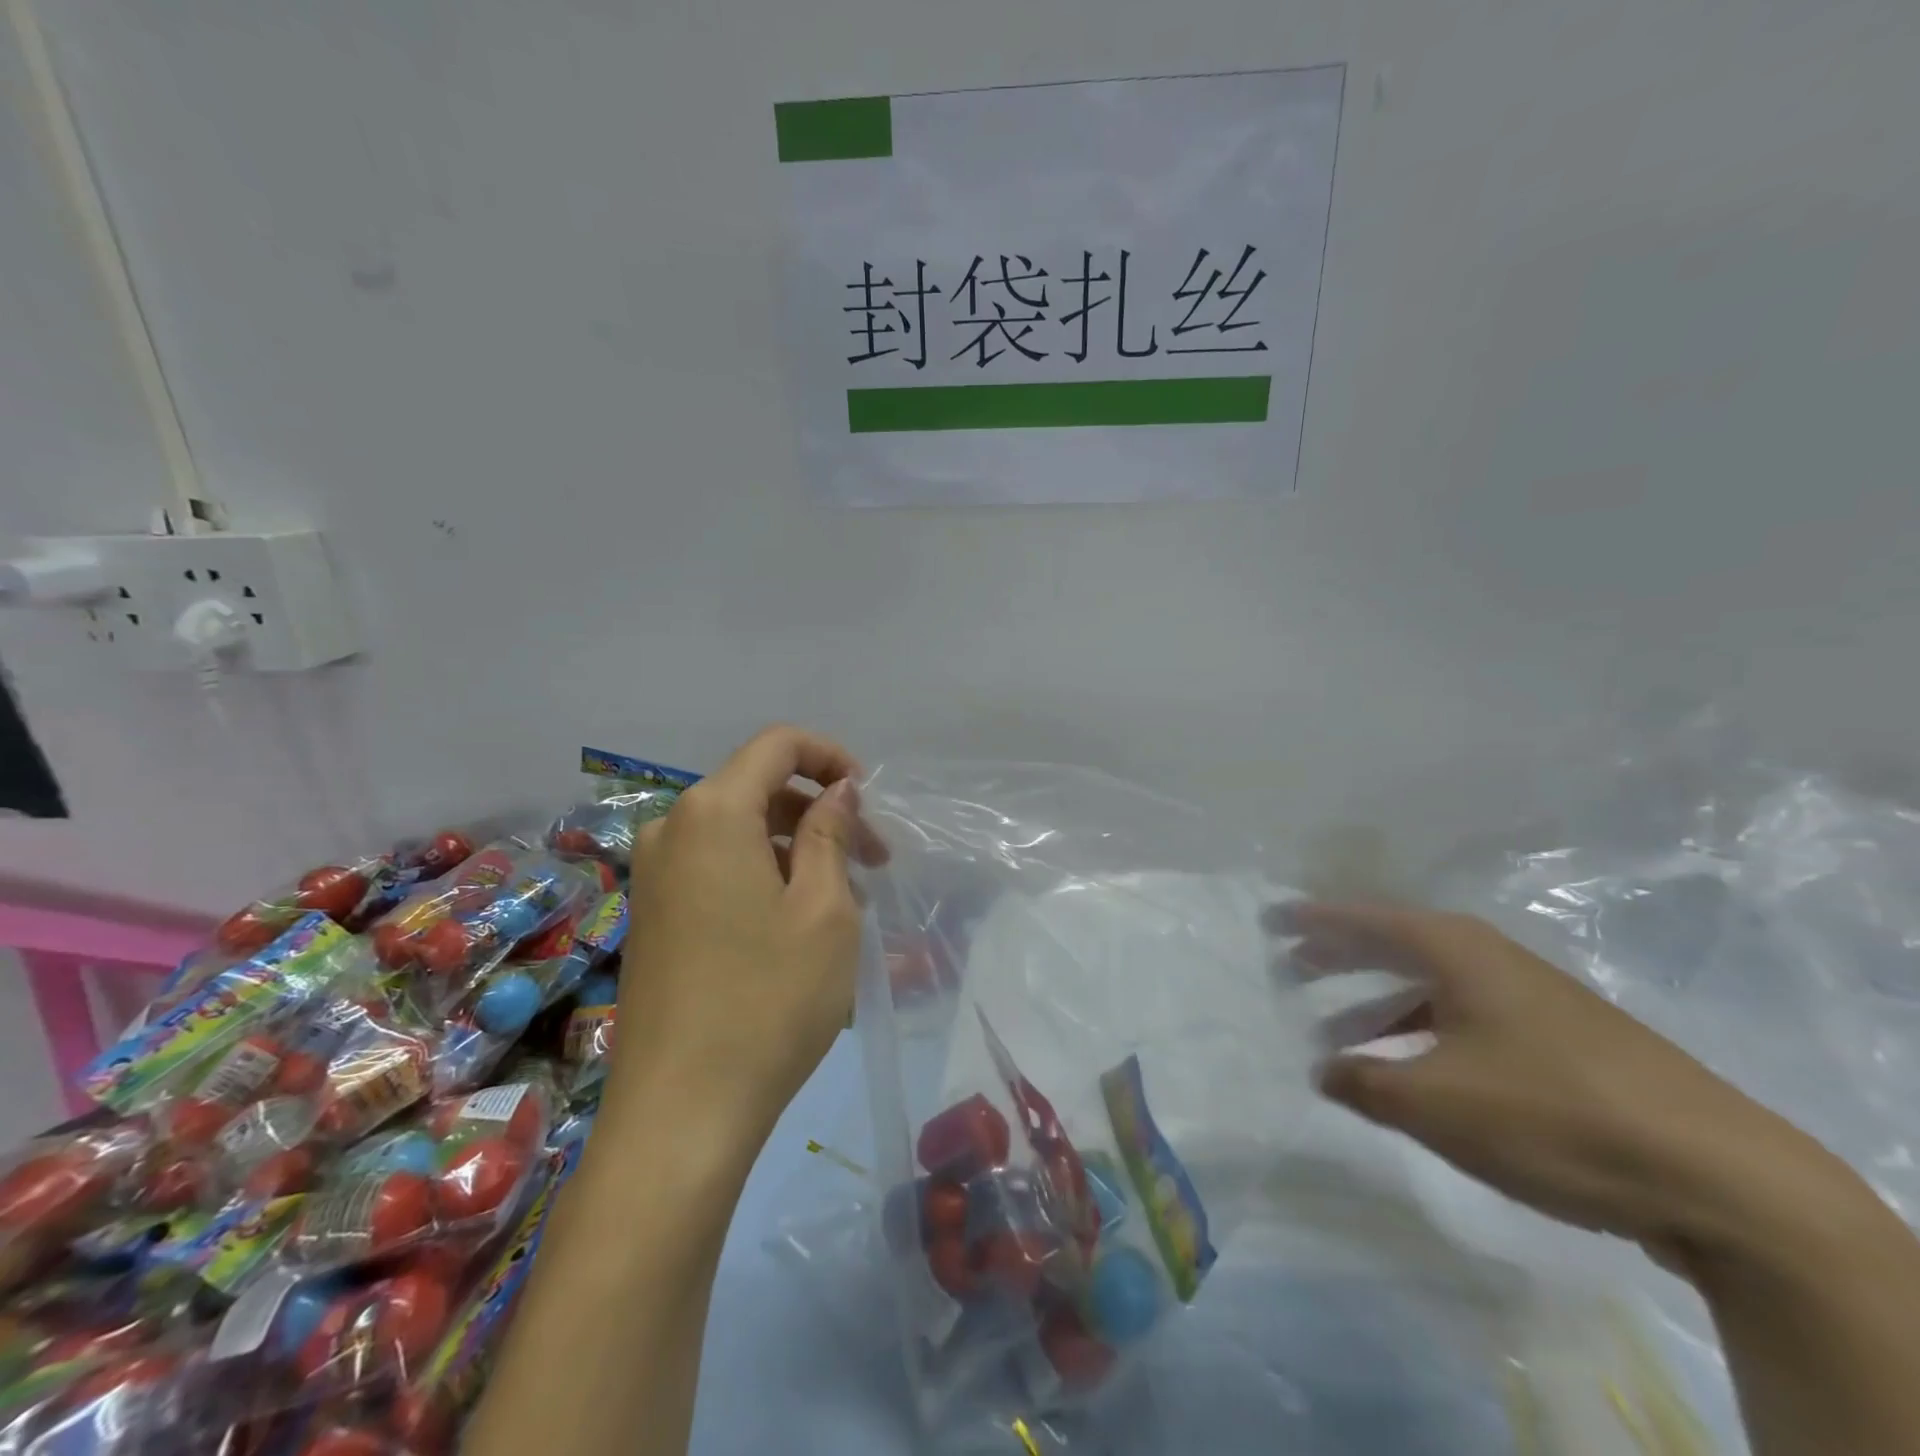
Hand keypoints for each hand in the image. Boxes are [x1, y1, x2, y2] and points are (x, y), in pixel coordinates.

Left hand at [605, 725, 884, 1148]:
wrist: (681, 1113)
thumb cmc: (769, 1000)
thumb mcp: (824, 909)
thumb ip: (831, 832)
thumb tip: (837, 790)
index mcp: (712, 812)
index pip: (777, 745)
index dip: (831, 756)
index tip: (869, 800)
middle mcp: (672, 829)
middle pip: (758, 788)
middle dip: (820, 812)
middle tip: (872, 863)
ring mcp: (654, 874)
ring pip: (740, 831)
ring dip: (796, 848)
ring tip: (841, 901)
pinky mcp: (651, 914)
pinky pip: (716, 866)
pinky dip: (763, 874)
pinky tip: (795, 924)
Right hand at [1271, 902, 1859, 1272]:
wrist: (1721, 1177)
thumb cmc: (1551, 1113)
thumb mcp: (1435, 1102)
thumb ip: (1364, 1082)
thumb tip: (1323, 1069)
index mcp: (1456, 951)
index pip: (1365, 920)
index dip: (1314, 920)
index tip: (1272, 917)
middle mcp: (1490, 960)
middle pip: (1396, 946)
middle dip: (1341, 958)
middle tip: (1293, 966)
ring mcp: (1531, 999)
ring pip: (1432, 988)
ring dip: (1380, 1007)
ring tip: (1338, 1036)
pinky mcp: (1561, 1041)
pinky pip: (1464, 1019)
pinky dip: (1423, 1033)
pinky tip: (1413, 1070)